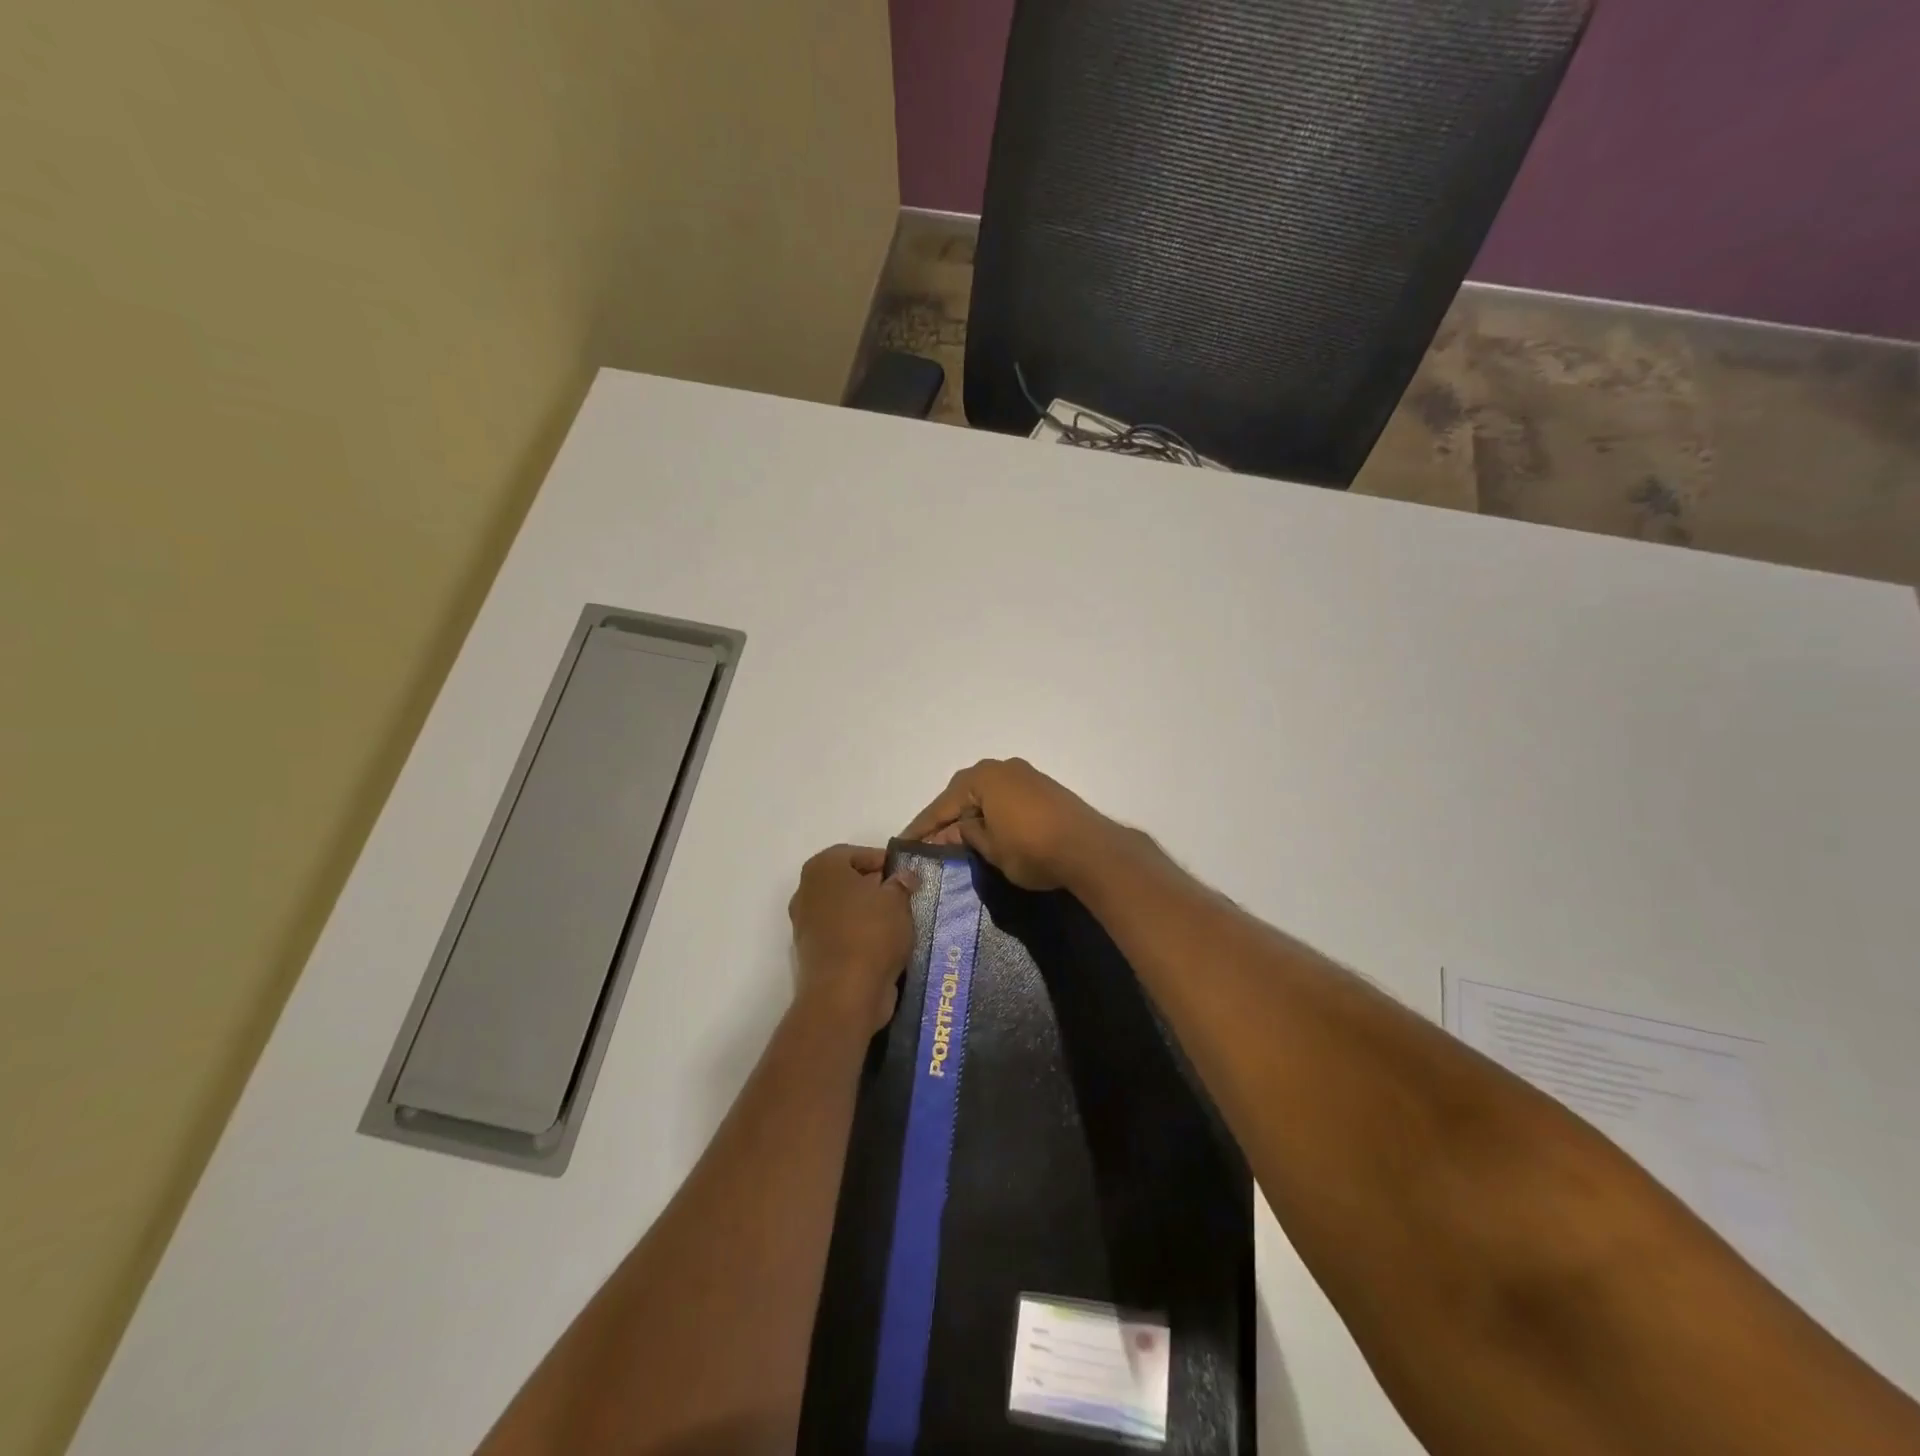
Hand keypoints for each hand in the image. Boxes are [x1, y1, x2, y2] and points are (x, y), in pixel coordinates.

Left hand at [788, 845, 918, 1032]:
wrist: (843, 994)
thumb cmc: (870, 933)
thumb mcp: (897, 900)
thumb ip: (901, 883)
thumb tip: (903, 877)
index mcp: (822, 868)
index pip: (855, 853)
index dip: (882, 861)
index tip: (905, 875)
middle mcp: (806, 892)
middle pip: (847, 882)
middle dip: (875, 887)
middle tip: (904, 897)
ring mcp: (805, 925)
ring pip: (844, 910)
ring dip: (868, 914)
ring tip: (899, 923)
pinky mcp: (812, 954)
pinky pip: (841, 935)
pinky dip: (860, 937)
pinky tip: (885, 945)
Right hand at [901, 758, 1120, 890]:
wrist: (1090, 849)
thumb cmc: (1032, 849)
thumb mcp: (991, 849)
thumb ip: (968, 835)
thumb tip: (958, 830)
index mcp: (982, 778)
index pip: (942, 805)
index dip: (922, 827)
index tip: (904, 842)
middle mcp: (1003, 768)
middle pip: (964, 794)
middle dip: (947, 818)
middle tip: (928, 842)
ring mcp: (1026, 775)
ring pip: (987, 795)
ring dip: (971, 815)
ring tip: (956, 840)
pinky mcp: (1044, 789)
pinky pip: (1006, 798)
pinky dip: (992, 813)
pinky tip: (987, 831)